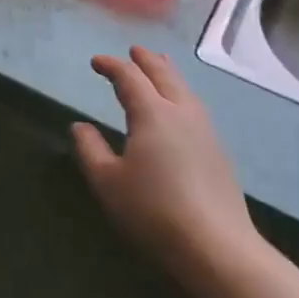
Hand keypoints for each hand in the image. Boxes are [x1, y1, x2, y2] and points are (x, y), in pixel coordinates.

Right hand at [72, 47, 261, 273]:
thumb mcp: (107, 181)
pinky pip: (195, 107)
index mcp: (152, 113)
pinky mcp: (218, 152)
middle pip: (164, 75)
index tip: (95, 62)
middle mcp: (181, 113)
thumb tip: (80, 126)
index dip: (111, 66)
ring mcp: (205, 131)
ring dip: (169, 74)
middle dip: (146, 60)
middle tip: (134, 50)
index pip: (129, 77)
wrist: (216, 247)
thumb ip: (90, 149)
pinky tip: (180, 108)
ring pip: (185, 89)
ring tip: (161, 67)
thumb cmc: (153, 210)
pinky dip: (181, 94)